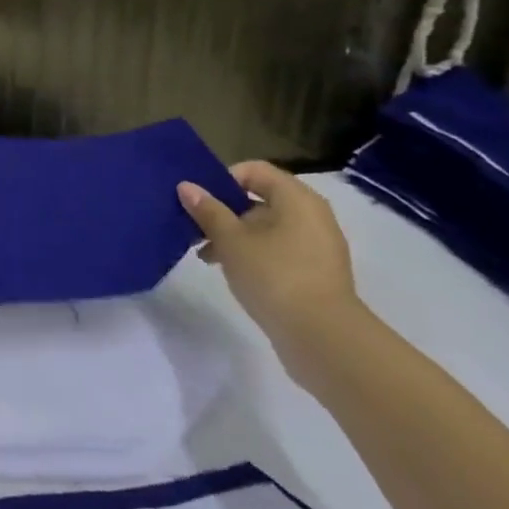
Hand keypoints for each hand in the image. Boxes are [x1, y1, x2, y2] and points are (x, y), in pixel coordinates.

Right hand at [177, 161, 364, 383]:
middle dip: (223, 211)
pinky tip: (229, 271)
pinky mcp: (314, 273)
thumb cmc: (274, 275)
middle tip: (195, 228)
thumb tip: (186, 186)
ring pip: (265, 227)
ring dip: (234, 235)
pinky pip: (277, 250)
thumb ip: (208, 211)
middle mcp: (311, 216)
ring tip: (206, 255)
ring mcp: (316, 246)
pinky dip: (252, 254)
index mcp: (296, 199)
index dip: (223, 179)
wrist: (322, 337)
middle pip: (259, 199)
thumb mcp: (231, 240)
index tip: (199, 201)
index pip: (254, 171)